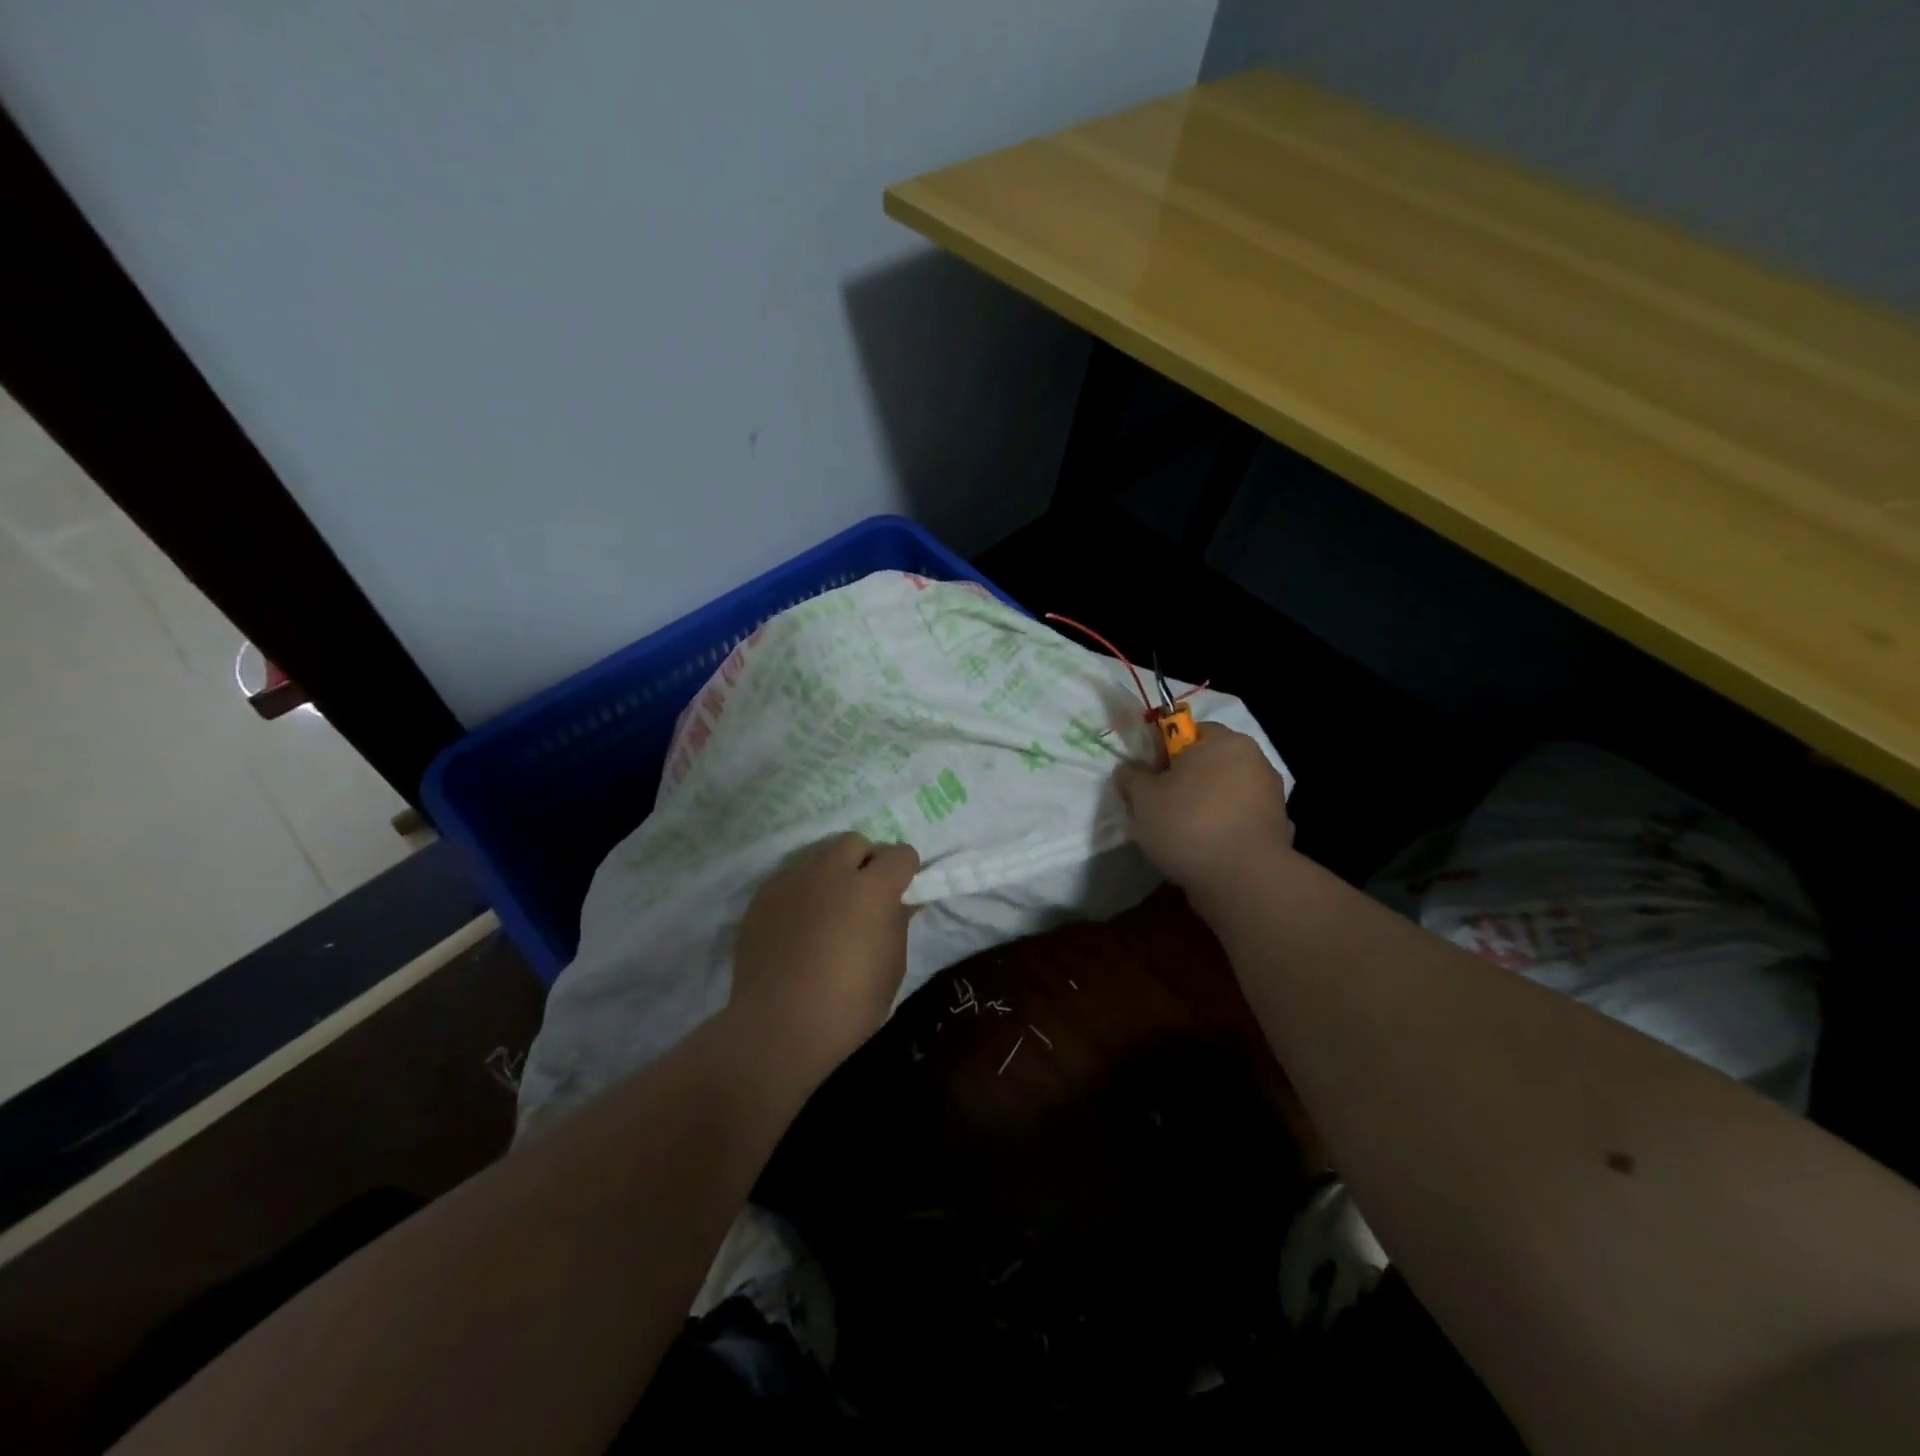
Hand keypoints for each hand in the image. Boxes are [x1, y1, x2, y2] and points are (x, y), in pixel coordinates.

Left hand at [729, 832, 919, 1077]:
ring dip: (832, 873)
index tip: (903, 891)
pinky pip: (791, 879)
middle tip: (866, 895)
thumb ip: (898, 923)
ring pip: (819, 856)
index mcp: (871, 889)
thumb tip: (900, 902)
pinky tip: (800, 925)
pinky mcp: (762, 896)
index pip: (900, 854)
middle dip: (866, 861)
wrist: (777, 1029)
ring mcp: (791, 880)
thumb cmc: (848, 1006)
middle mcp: (830, 872)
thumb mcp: (892, 967)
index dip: (906, 871)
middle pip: (855, 842)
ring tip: (829, 908)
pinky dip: (802, 892)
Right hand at [1115, 724, 1292, 895]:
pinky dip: (1223, 830)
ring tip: (1178, 833)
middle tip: (1158, 805)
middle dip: (1184, 780)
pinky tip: (1204, 850)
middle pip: (1208, 762)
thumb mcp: (1143, 798)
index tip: (1147, 777)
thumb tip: (1130, 770)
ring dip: (1204, 806)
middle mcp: (1254, 760)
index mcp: (1223, 741)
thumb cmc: (1189, 823)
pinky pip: (1239, 821)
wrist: (1243, 879)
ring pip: (1224, 793)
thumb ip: (1133, 777)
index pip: (1187, 731)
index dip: (1162, 751)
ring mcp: (1270, 796)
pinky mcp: (1276, 829)